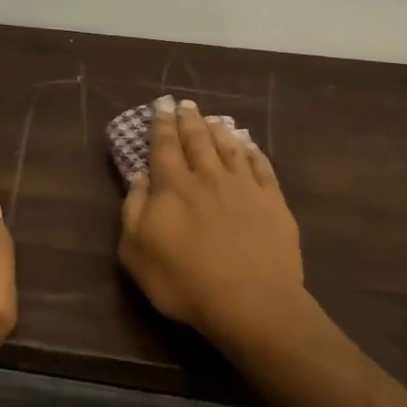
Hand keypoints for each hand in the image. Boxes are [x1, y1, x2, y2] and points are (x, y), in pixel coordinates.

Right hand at [118, 97, 305, 341]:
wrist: (251, 302)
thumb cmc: (184, 281)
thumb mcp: (137, 252)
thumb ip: (134, 209)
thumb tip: (139, 176)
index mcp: (173, 186)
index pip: (164, 146)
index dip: (161, 124)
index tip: (161, 105)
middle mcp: (208, 177)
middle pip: (197, 140)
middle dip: (188, 120)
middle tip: (185, 104)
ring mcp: (244, 187)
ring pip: (229, 148)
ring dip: (219, 130)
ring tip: (213, 119)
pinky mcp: (273, 202)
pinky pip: (262, 167)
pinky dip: (253, 152)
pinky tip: (249, 146)